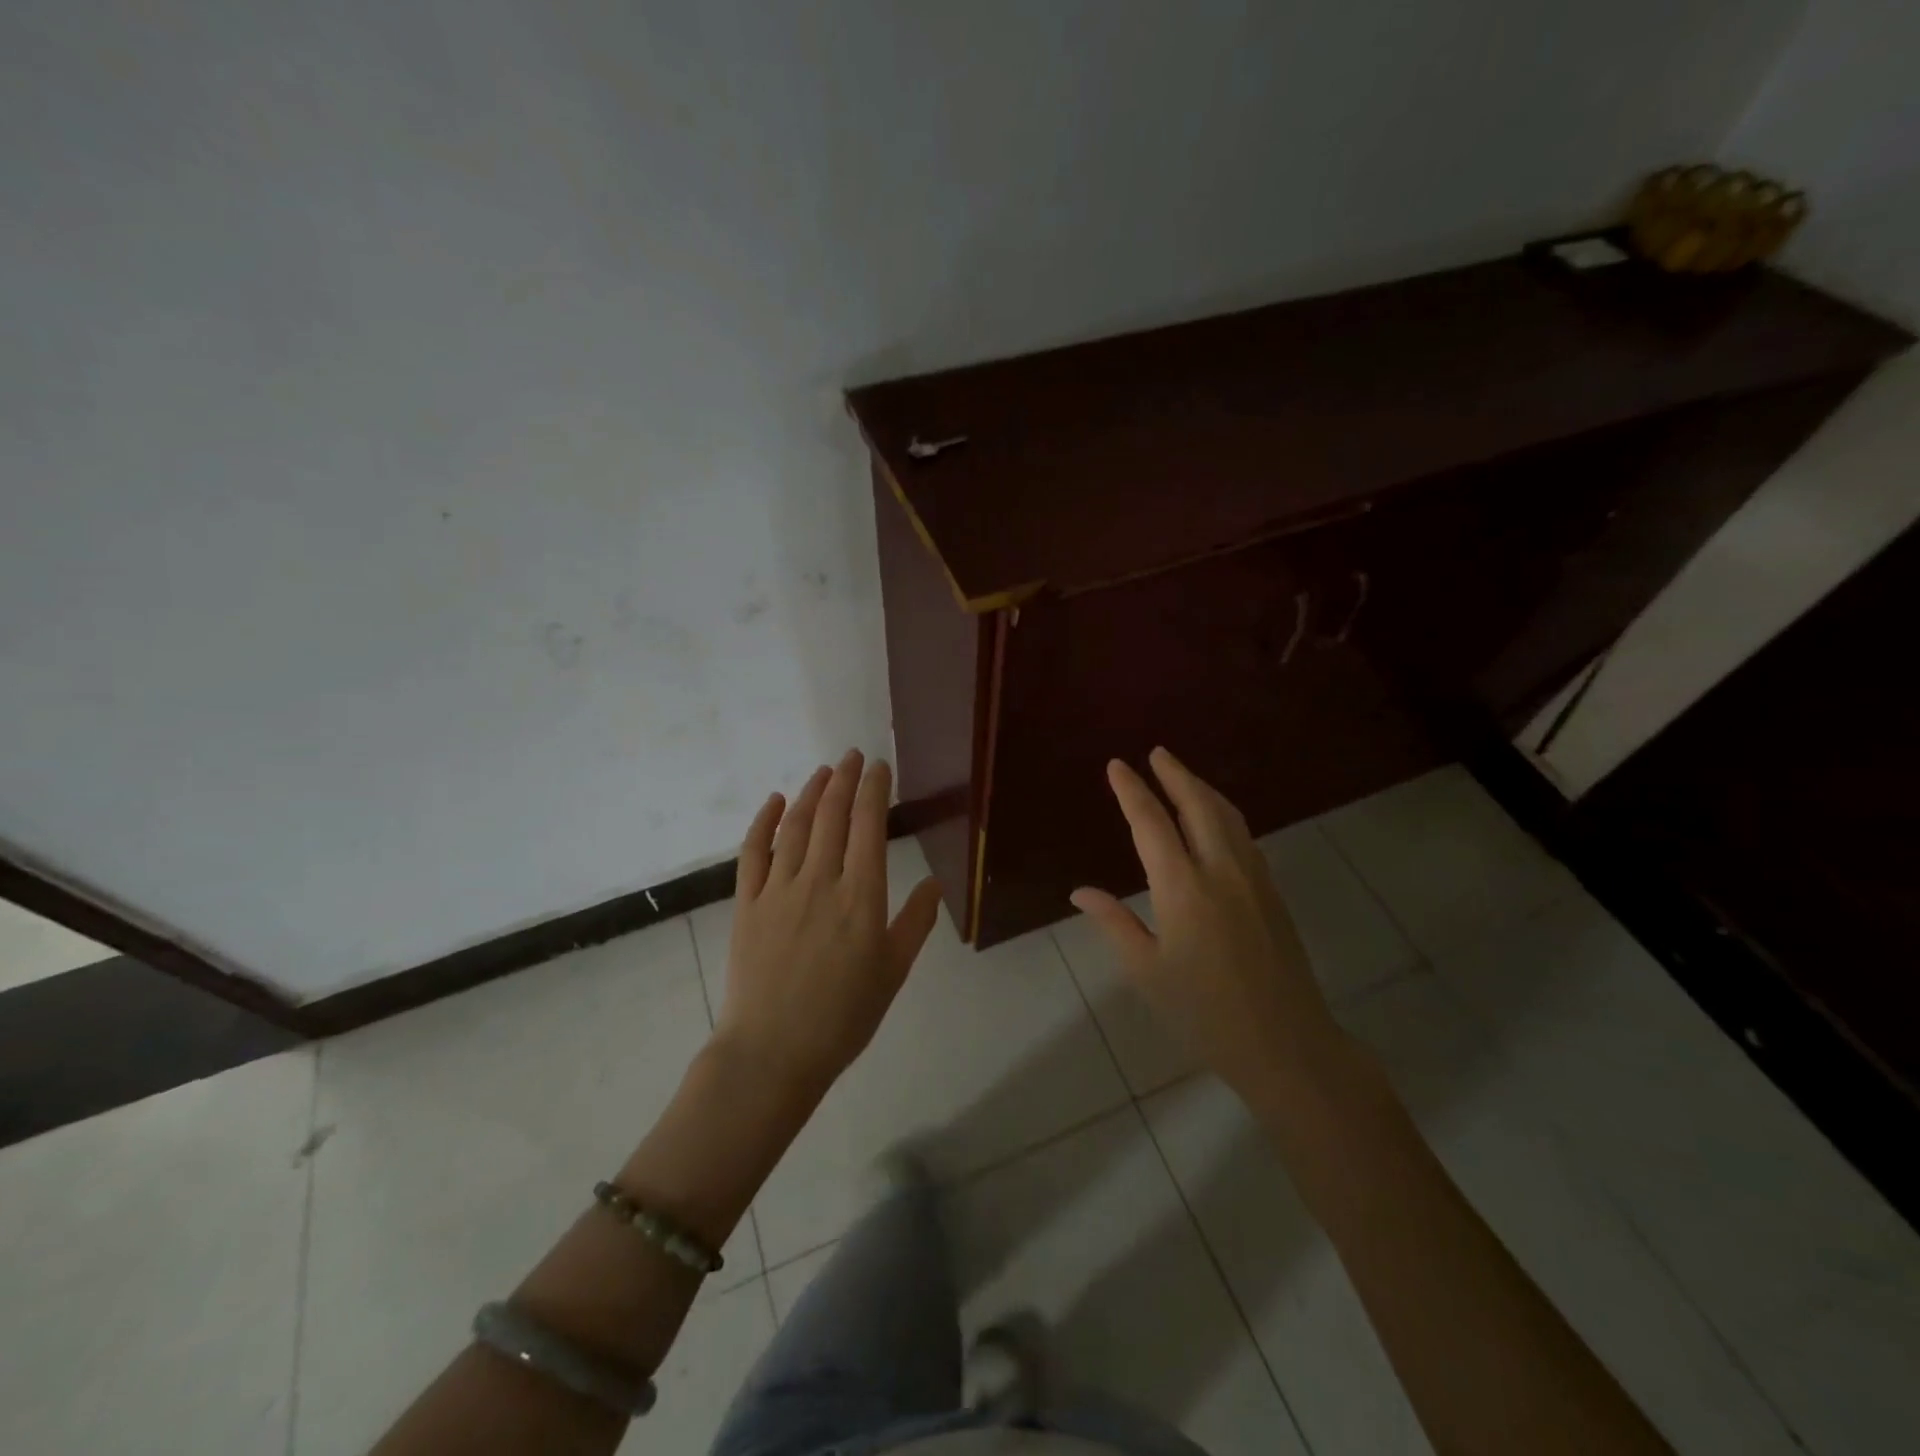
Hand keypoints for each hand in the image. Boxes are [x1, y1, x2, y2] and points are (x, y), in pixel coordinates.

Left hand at [713, 749, 942, 1100]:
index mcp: (862, 896)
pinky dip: (764, 821)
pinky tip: (775, 801)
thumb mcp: (893, 972)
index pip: (869, 825)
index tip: (879, 767)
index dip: (874, 789)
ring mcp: (779, 889)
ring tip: (824, 771)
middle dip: (845, 779)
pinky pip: (754, 852)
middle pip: (833, 815)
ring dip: (811, 792)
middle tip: (852, 755)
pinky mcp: (747, 903)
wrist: (773, 1053)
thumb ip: (916, 922)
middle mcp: (821, 881)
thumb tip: (935, 883)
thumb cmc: (843, 1017)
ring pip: (797, 825)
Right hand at [1070, 747, 1345, 1106]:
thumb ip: (1114, 923)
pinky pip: (1244, 836)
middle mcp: (1220, 870)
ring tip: (1182, 775)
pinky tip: (1216, 820)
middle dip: (1174, 774)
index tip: (1117, 766)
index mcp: (1183, 888)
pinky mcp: (1272, 892)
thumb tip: (1080, 891)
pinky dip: (1223, 813)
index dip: (1132, 790)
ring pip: (1227, 816)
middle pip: (1197, 804)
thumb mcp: (1147, 972)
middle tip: (1156, 753)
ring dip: (1202, 789)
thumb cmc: (1204, 1013)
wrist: (1287, 1044)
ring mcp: (1253, 878)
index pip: (1151, 823)